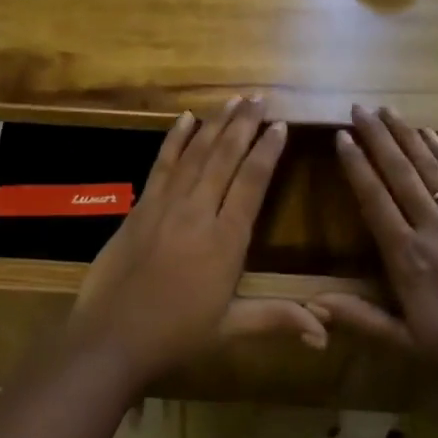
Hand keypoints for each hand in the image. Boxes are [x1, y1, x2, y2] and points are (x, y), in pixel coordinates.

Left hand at [67, 97, 326, 391]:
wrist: (111, 338)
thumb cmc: (175, 337)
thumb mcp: (230, 330)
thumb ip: (277, 319)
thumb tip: (326, 334)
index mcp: (225, 241)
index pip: (252, 183)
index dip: (267, 152)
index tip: (280, 125)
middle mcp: (198, 212)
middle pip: (225, 158)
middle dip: (244, 125)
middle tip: (259, 98)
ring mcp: (166, 205)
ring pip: (196, 154)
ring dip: (215, 124)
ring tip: (233, 100)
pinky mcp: (141, 206)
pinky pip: (162, 164)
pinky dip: (175, 139)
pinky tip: (185, 118)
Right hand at [310, 106, 437, 397]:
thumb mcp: (407, 345)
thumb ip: (360, 319)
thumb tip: (312, 304)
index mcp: (406, 258)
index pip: (374, 200)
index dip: (356, 166)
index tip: (342, 136)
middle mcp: (431, 228)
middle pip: (399, 173)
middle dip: (377, 138)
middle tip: (360, 108)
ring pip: (429, 168)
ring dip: (406, 136)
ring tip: (388, 110)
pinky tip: (431, 134)